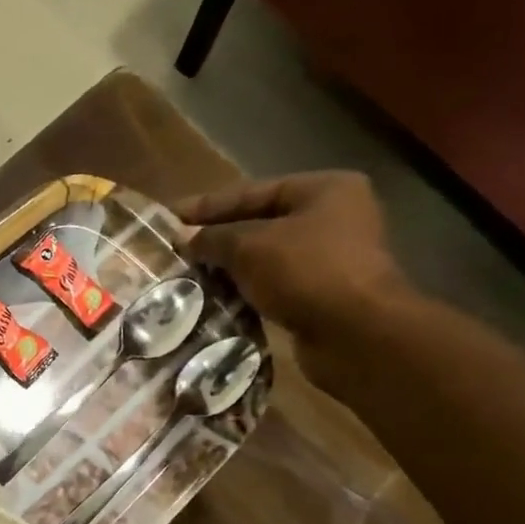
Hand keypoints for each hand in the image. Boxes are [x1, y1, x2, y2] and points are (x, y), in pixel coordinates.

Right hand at [174, 171, 412, 371]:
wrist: (355, 334)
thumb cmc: (305, 272)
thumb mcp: (250, 247)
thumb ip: (213, 238)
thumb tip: (184, 238)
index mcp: (324, 190)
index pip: (253, 191)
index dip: (207, 205)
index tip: (169, 217)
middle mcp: (333, 218)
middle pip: (260, 224)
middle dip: (217, 239)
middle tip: (175, 250)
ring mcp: (331, 259)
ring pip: (265, 258)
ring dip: (228, 268)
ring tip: (187, 276)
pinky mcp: (322, 295)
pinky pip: (273, 286)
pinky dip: (245, 291)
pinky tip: (214, 300)